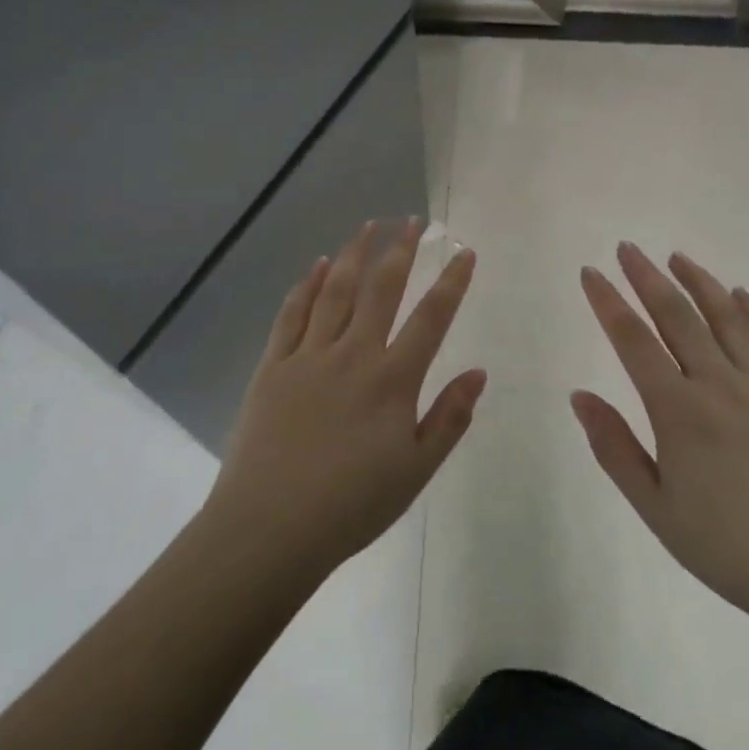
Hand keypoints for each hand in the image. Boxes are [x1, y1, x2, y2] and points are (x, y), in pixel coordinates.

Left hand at [205, 219, 485, 577]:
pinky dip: (307, 285)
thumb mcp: (416, 471)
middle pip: (381, 289)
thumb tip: (478, 372)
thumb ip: (449, 418)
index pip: (431, 318)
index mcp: (392, 380)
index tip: (464, 252)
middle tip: (412, 220)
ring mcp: (309, 356)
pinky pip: (292, 314)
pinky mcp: (273, 366)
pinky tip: (317, 265)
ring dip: (355, 254)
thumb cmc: (351, 506)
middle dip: (401, 250)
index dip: (452, 282)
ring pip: (336, 290)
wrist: (270, 529)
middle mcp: (353, 354)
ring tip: (368, 226)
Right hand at [572, 243, 748, 638]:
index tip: (591, 273)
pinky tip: (741, 295)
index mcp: (680, 410)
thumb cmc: (730, 549)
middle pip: (677, 315)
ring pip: (728, 317)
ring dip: (699, 282)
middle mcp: (721, 384)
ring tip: (677, 258)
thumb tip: (580, 395)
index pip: (633, 340)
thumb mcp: (656, 508)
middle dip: (647, 277)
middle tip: (627, 248)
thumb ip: (614, 448)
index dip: (608, 302)